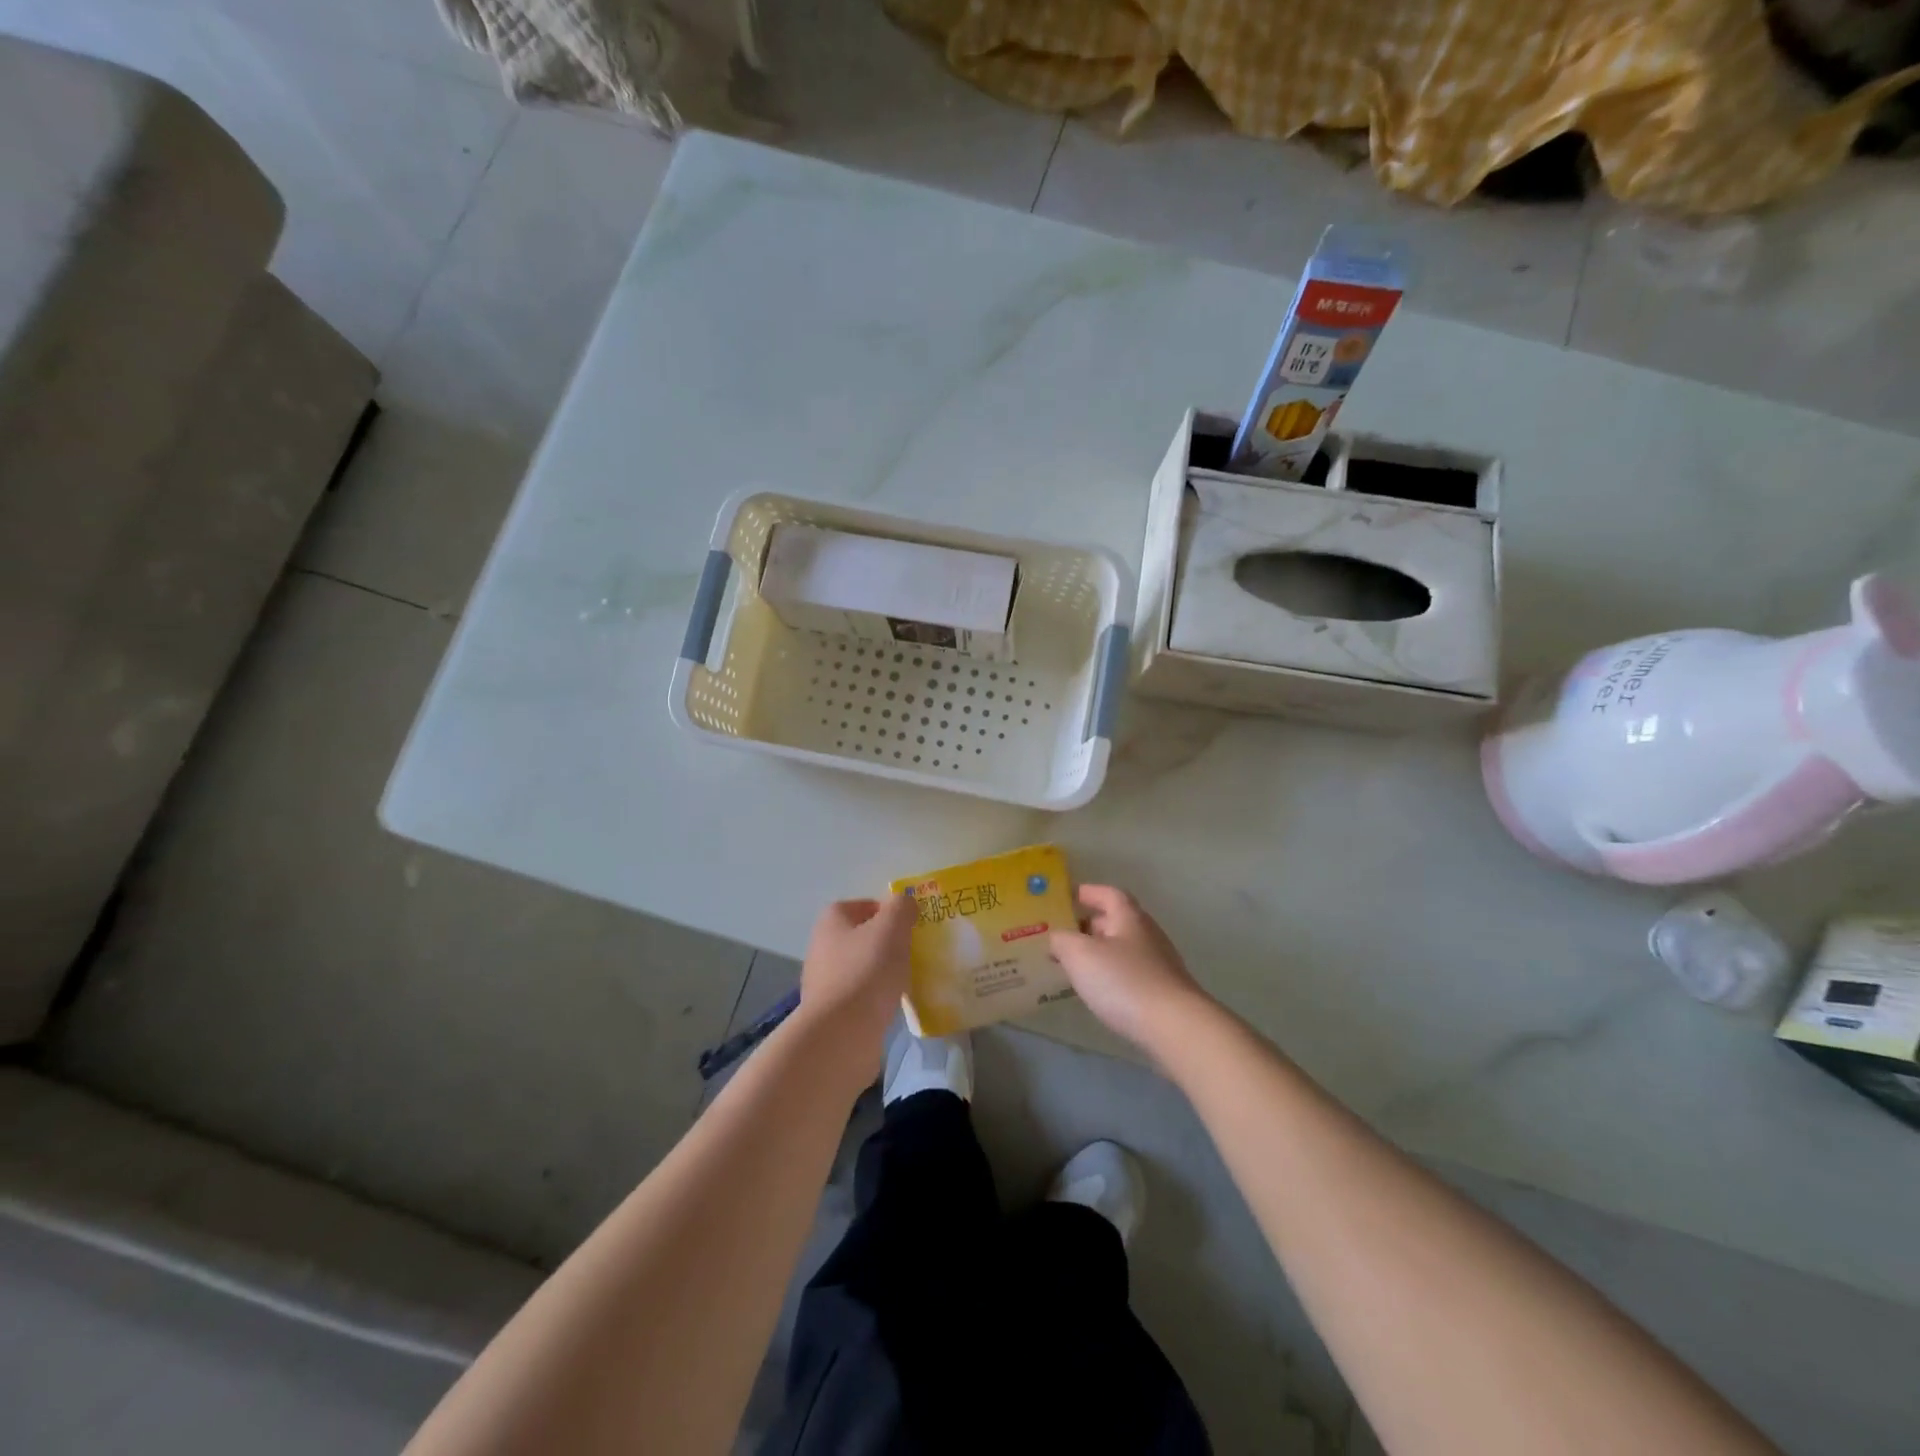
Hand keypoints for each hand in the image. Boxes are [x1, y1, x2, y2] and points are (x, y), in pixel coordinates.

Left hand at [796, 895, 913, 1074]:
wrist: (841, 1034)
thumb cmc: (866, 971)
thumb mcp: (892, 928)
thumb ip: (901, 908)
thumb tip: (905, 902)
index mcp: (831, 921)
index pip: (862, 905)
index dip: (887, 912)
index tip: (910, 926)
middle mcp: (822, 947)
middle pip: (862, 937)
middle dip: (888, 943)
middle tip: (914, 951)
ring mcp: (824, 982)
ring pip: (862, 967)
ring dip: (884, 972)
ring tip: (909, 979)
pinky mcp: (832, 1012)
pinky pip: (861, 996)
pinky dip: (878, 998)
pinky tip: (895, 1005)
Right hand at [1049, 885, 1214, 1059]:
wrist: (1175, 1026)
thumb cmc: (1123, 981)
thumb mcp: (1080, 954)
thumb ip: (1062, 940)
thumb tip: (1057, 938)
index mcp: (1129, 917)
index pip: (1108, 894)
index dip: (1088, 892)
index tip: (1068, 897)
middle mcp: (1147, 934)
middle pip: (1116, 921)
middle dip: (1090, 925)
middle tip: (1064, 935)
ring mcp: (1159, 964)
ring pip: (1123, 949)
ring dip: (1100, 952)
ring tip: (1075, 965)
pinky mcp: (1163, 991)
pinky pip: (1130, 973)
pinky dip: (1112, 975)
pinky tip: (1099, 991)